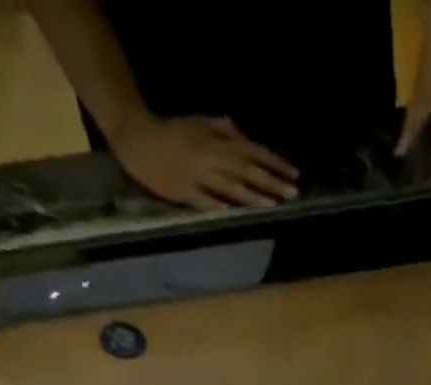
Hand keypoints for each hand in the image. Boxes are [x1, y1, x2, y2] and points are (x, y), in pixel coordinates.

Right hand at [111, 114, 298, 209]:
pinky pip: (205, 200)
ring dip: (252, 195)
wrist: (136, 138)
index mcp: (215, 141)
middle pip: (246, 169)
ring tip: (273, 204)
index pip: (252, 150)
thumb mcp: (198, 124)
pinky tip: (235, 213)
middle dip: (270, 180)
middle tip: (293, 192)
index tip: (294, 173)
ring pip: (229, 185)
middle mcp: (210, 157)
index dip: (274, 162)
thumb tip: (242, 133)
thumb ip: (222, 129)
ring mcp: (197, 176)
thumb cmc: (172, 133)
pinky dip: (219, 205)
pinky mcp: (184, 192)